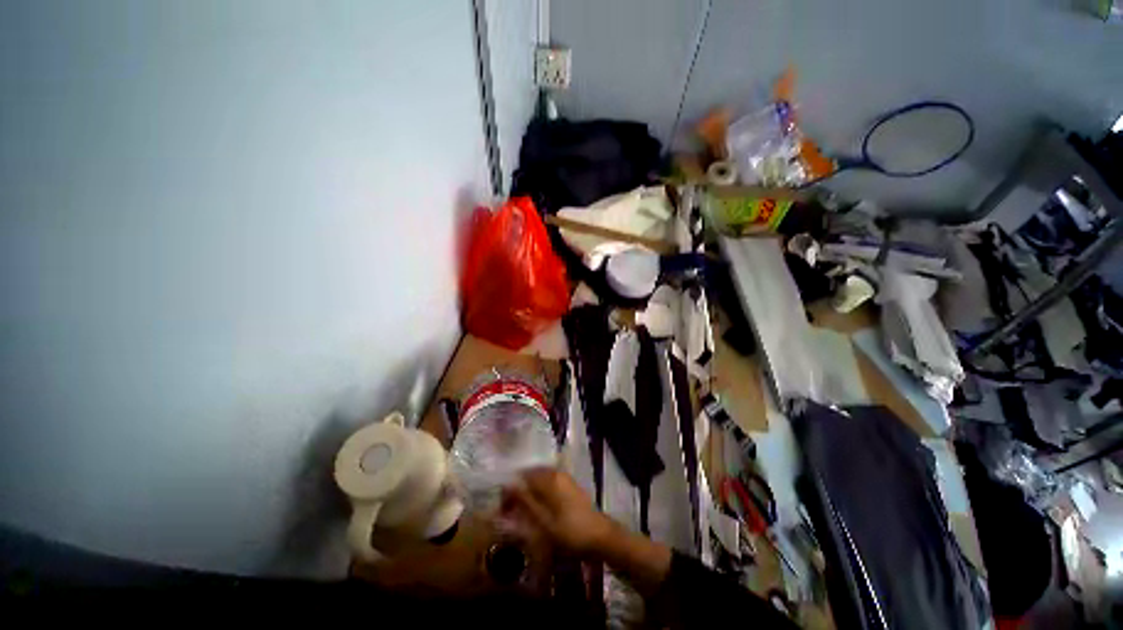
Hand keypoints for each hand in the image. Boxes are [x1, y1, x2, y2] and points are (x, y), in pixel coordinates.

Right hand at [503, 467, 615, 556]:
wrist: (601, 536)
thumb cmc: (570, 532)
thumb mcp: (544, 522)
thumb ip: (525, 502)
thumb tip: (507, 486)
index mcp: (549, 478)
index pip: (522, 476)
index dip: (509, 491)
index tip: (502, 509)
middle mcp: (556, 472)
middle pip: (530, 475)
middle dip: (518, 490)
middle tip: (509, 511)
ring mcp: (564, 477)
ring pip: (539, 479)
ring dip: (528, 492)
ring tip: (521, 512)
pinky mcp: (569, 485)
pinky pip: (548, 483)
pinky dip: (538, 492)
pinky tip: (537, 508)